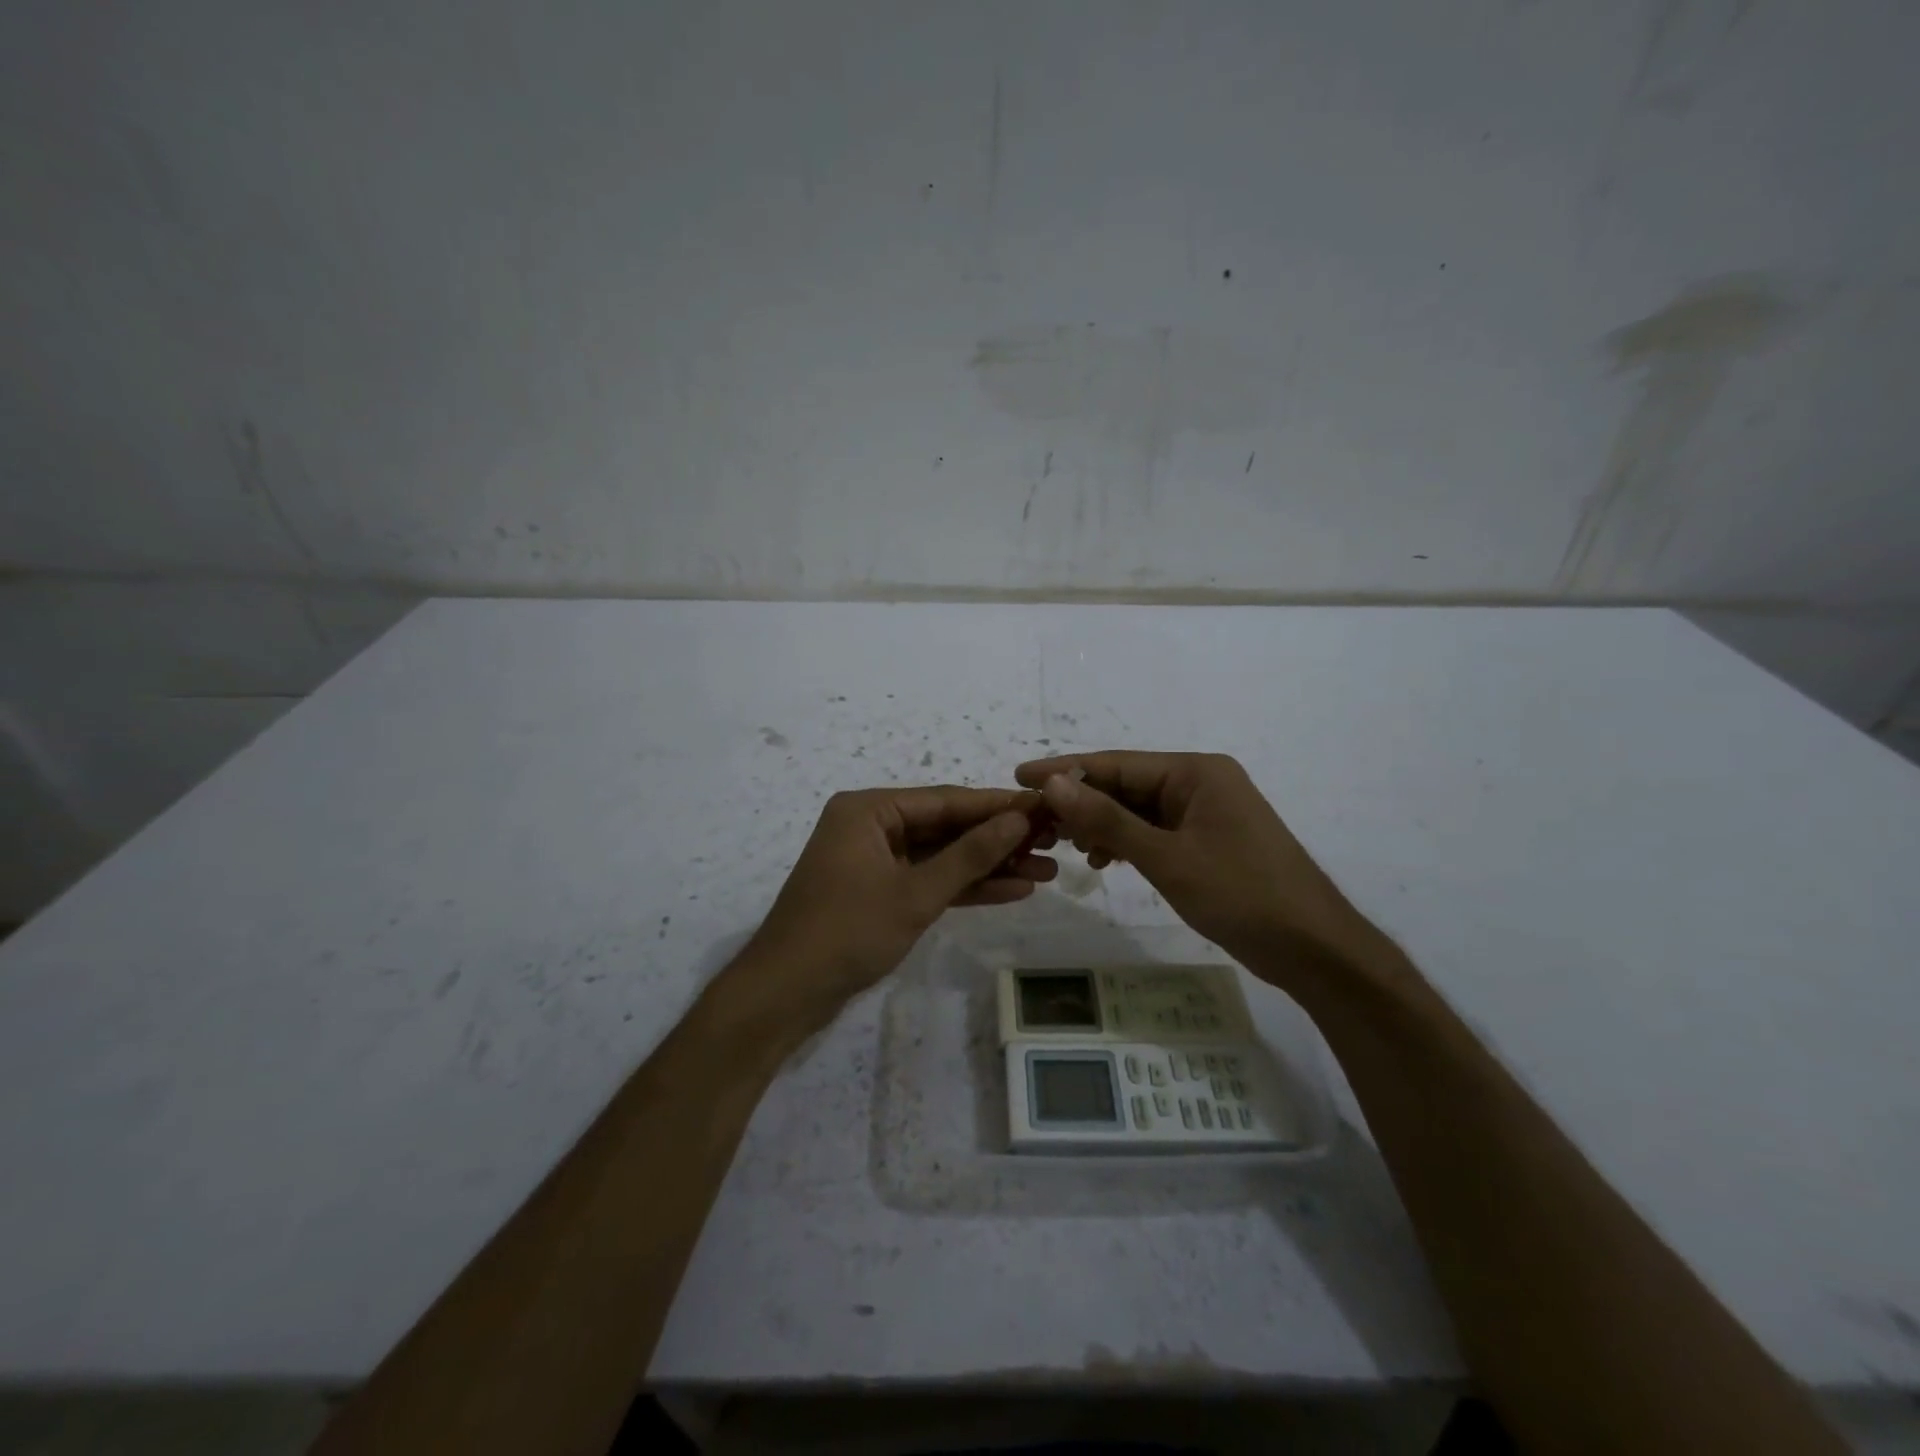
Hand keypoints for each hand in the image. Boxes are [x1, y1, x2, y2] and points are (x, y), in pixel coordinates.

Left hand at [738, 786, 1055, 1027]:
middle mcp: (872, 825)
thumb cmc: (847, 933)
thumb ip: (969, 855)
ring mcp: (875, 860)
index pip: (946, 800)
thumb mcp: (915, 893)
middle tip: (1054, 842)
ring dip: (989, 865)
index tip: (1046, 807)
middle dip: (999, 839)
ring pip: (942, 856)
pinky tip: (1011, 890)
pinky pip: (929, 880)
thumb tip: (1018, 818)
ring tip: (1046, 870)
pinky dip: (964, 887)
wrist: (785, 994)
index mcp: (869, 810)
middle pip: (947, 826)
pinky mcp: (879, 891)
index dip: (999, 806)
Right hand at [1014, 751, 1379, 980]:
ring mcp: (1206, 814)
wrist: (1313, 949)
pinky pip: (1155, 832)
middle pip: (1126, 785)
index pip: (1117, 763)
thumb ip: (1107, 819)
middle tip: (1035, 822)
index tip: (1020, 777)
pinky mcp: (1208, 842)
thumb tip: (1053, 783)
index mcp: (1196, 772)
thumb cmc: (1241, 894)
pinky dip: (1127, 843)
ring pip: (1138, 811)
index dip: (1065, 770)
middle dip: (1081, 802)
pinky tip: (1103, 861)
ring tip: (1064, 845)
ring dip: (1101, 825)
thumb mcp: (1166, 857)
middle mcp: (1200, 783)